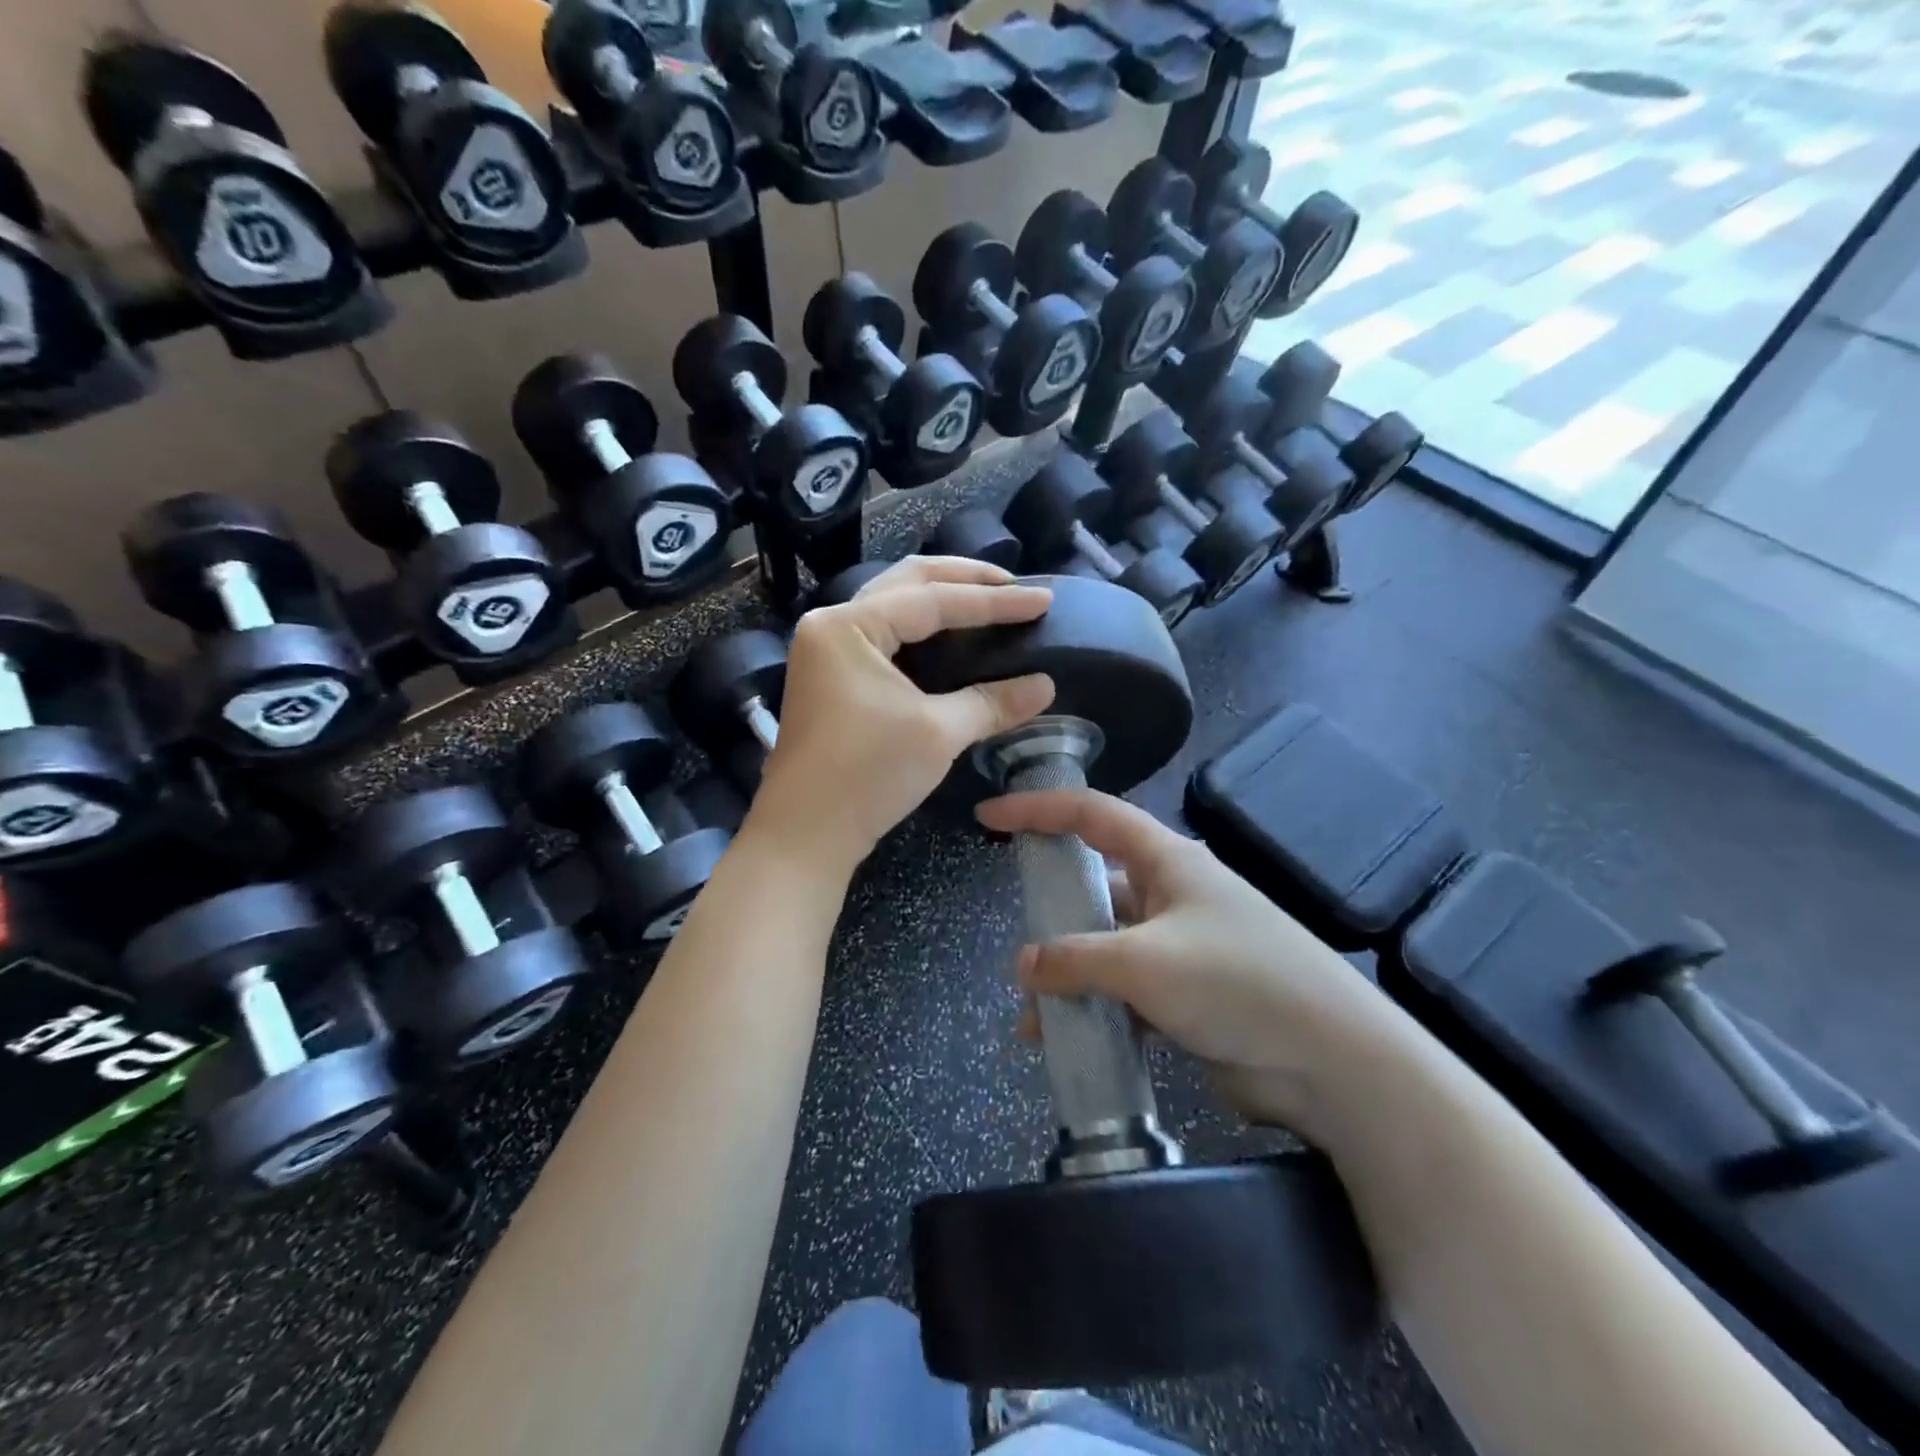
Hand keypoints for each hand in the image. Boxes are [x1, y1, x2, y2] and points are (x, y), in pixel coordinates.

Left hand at [749, 557, 1055, 872]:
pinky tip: (953, 637)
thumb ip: (992, 702)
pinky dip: (923, 630)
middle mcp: (832, 625)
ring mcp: (827, 651)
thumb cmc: (867, 775)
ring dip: (942, 599)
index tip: (1043, 600)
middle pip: (907, 583)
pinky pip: (885, 635)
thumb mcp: (938, 733)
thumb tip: (1045, 686)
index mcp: (848, 625)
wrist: (805, 835)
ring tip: (991, 602)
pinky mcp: (833, 678)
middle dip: (964, 581)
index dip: (995, 601)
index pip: (933, 600)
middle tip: (1015, 587)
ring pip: (894, 606)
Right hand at [975, 788, 1417, 1144]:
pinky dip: (1095, 1009)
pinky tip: (1069, 1041)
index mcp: (1166, 860)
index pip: (1090, 814)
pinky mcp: (1188, 993)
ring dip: (1069, 977)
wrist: (1333, 1062)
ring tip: (1034, 1018)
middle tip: (1016, 946)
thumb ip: (1075, 958)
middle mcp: (1172, 893)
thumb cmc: (1238, 982)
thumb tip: (1023, 965)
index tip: (989, 816)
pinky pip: (1124, 990)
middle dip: (1051, 915)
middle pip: (1095, 885)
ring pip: (1105, 945)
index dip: (1037, 809)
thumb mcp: (1144, 963)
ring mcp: (1181, 945)